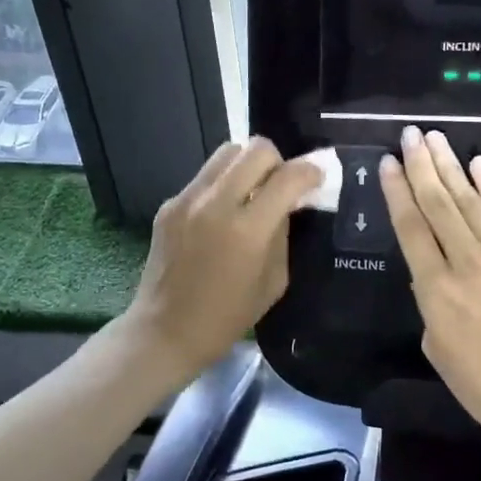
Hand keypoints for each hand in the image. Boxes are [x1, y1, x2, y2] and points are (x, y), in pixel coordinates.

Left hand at [126, 137, 321, 381]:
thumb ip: (282, 234)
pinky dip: (222, 185)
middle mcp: (215, 204)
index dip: (310, 173)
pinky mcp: (168, 204)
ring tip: (252, 192)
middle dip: (278, 162)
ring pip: (227, 152)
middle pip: (256, 149)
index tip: (316, 180)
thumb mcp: (273, 281)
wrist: (165, 331)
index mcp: (247, 230)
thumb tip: (288, 203)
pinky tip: (222, 215)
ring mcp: (187, 200)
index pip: (287, 177)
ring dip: (248, 165)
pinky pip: (205, 177)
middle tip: (281, 185)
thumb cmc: (227, 317)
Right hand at [381, 126, 480, 456]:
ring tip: (436, 139)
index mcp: (435, 290)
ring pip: (470, 202)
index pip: (410, 228)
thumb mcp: (438, 348)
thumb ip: (430, 304)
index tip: (387, 162)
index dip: (397, 192)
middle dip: (421, 166)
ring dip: (451, 167)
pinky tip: (478, 164)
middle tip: (410, 135)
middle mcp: (466, 263)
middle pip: (438, 204)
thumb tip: (434, 275)